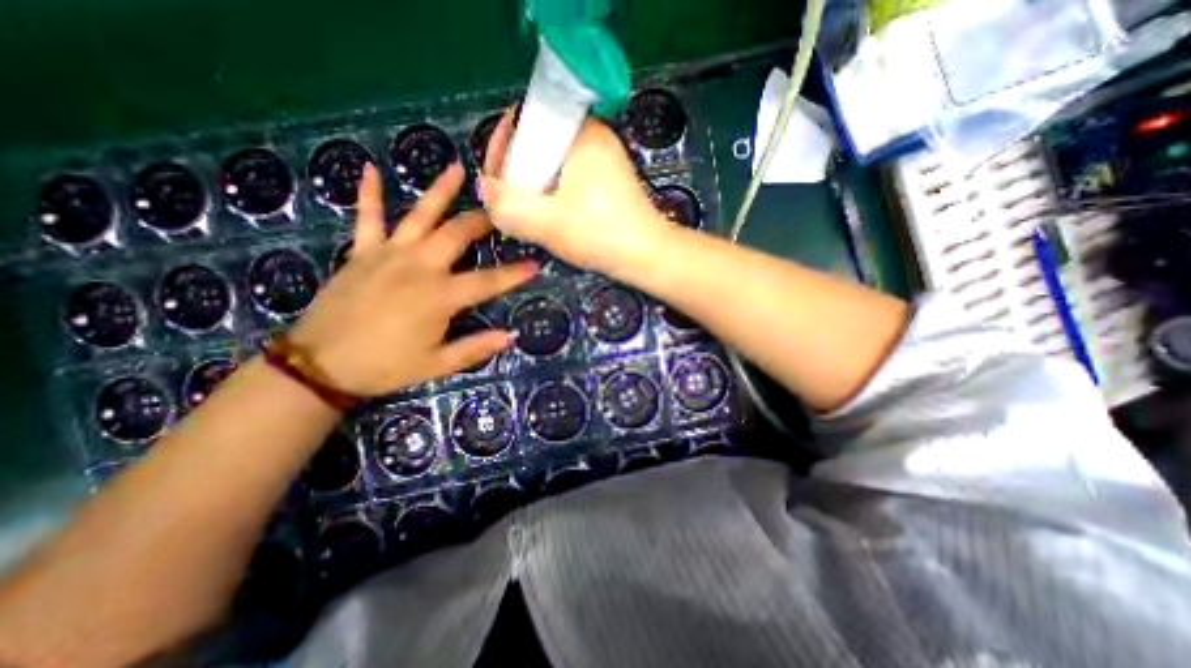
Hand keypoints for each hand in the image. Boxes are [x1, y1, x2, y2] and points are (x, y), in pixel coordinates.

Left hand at [288, 161, 535, 396]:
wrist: (320, 365)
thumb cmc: (386, 366)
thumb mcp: (437, 364)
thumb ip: (475, 348)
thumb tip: (510, 336)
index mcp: (440, 296)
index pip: (487, 281)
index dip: (514, 274)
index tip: (535, 264)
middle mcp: (419, 267)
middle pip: (457, 235)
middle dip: (482, 221)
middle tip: (501, 210)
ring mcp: (388, 255)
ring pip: (419, 216)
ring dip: (439, 192)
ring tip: (457, 169)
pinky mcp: (361, 253)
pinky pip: (367, 218)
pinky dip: (369, 194)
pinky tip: (371, 169)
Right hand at [477, 111, 678, 278]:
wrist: (648, 256)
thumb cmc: (601, 235)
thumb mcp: (547, 223)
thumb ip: (507, 206)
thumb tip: (485, 189)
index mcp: (581, 132)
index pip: (525, 120)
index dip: (502, 147)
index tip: (495, 179)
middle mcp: (594, 136)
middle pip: (538, 142)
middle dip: (518, 171)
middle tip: (509, 201)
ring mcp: (604, 158)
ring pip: (553, 163)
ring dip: (535, 185)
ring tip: (526, 212)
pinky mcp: (609, 179)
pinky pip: (569, 176)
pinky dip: (554, 192)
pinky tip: (551, 215)